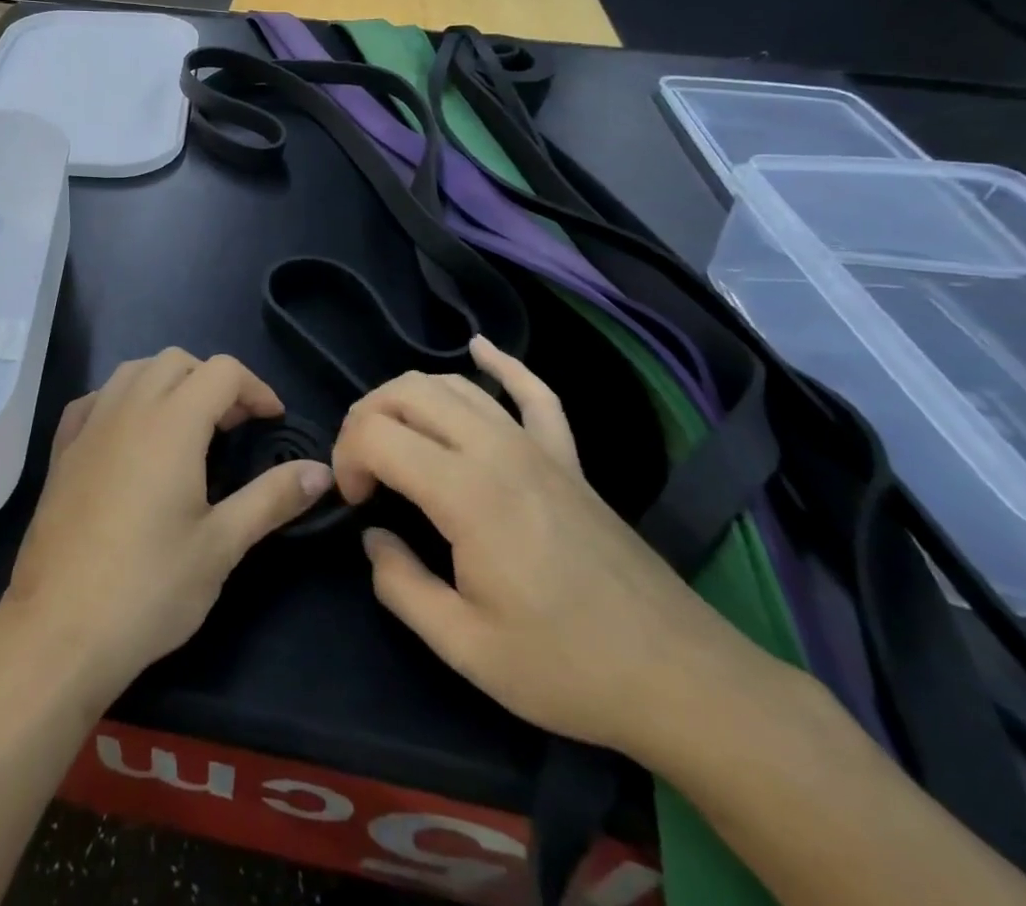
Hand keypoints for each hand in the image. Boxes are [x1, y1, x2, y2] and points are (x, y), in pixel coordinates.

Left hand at [0, 350, 332, 706]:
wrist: (59, 628)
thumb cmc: (150, 587)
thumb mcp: (222, 545)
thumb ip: (272, 498)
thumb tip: (321, 471)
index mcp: (171, 423)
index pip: (222, 371)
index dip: (255, 388)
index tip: (273, 422)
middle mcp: (127, 409)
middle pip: (176, 362)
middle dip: (212, 382)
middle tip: (233, 428)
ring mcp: (88, 426)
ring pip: (133, 371)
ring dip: (167, 383)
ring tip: (187, 428)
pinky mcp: (62, 450)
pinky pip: (96, 399)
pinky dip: (123, 400)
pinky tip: (130, 437)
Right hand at [333, 337, 773, 762]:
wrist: (679, 678)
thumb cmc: (566, 667)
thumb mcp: (465, 648)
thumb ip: (400, 585)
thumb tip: (373, 538)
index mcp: (466, 492)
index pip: (377, 434)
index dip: (346, 457)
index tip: (354, 504)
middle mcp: (496, 449)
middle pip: (407, 392)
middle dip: (366, 418)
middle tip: (363, 470)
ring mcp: (537, 445)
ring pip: (455, 385)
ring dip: (408, 397)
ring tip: (393, 436)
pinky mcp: (567, 456)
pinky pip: (533, 391)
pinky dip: (502, 364)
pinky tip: (480, 347)